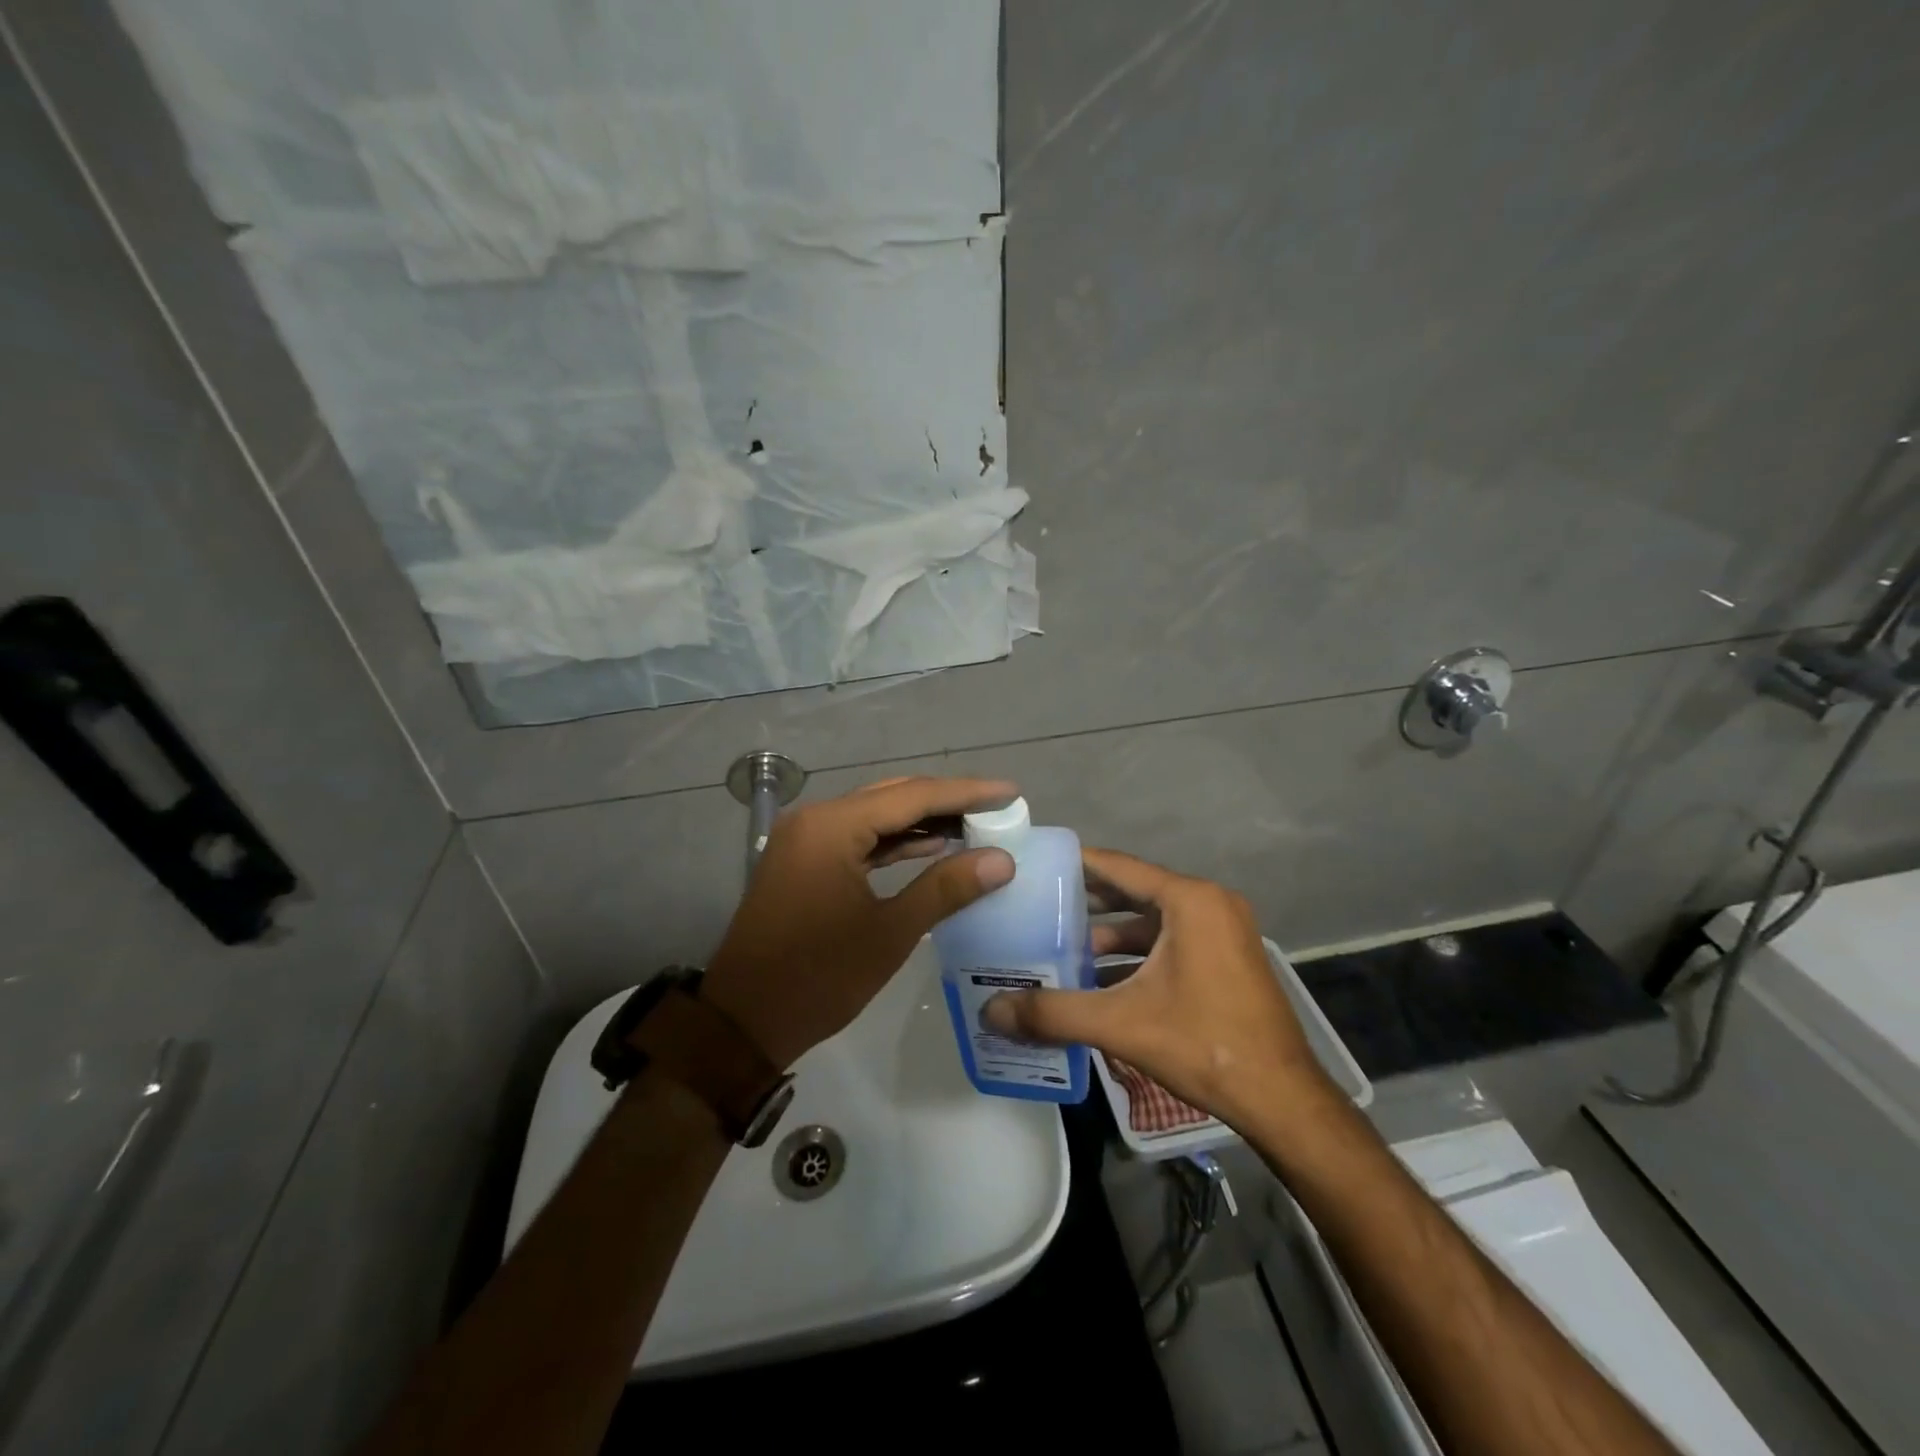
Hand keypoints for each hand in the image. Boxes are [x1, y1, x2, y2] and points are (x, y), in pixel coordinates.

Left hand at [701, 776, 1018, 1068]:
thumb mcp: (889, 933)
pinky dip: (893, 841)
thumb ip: (946, 888)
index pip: (912, 796)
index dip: (966, 793)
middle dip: (946, 802)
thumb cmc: (818, 977)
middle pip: (893, 798)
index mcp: (832, 827)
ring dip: (921, 821)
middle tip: (995, 809)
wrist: (743, 1021)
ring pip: (874, 816)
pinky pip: (857, 838)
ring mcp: (805, 839)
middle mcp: (815, 819)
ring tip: (974, 826)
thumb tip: (1002, 860)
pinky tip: (930, 847)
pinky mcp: (802, 860)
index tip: (1010, 793)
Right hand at [981, 847, 1330, 1131]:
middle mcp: (1209, 903)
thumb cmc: (1204, 1044)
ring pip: (1152, 919)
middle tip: (1038, 906)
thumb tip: (991, 1011)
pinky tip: (1099, 978)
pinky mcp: (1226, 957)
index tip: (1035, 865)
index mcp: (1190, 900)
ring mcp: (1223, 930)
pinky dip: (1136, 953)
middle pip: (1134, 890)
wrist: (1281, 1099)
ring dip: (1110, 932)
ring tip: (1061, 946)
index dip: (1074, 864)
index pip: (1118, 866)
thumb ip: (1053, 1012)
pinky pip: (1170, 940)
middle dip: (1087, 901)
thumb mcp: (1121, 1024)